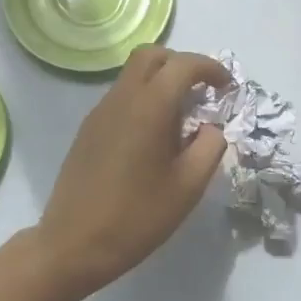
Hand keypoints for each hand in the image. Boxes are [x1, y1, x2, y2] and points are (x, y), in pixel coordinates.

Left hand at [33, 46, 230, 296]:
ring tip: (181, 120)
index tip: (227, 88)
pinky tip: (152, 138)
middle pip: (151, 55)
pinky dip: (143, 100)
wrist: (72, 244)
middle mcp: (121, 99)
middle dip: (181, 64)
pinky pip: (120, 97)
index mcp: (149, 107)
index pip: (183, 65)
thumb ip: (210, 147)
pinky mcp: (88, 129)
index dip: (210, 68)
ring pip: (133, 75)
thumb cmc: (136, 217)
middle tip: (202, 93)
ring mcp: (99, 112)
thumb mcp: (188, 187)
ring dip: (160, 82)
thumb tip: (211, 127)